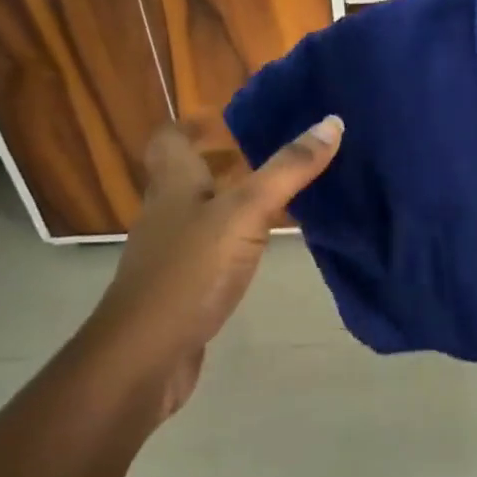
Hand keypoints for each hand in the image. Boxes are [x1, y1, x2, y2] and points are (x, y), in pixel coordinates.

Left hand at [90, 115, 342, 417]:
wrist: (144, 358)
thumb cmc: (190, 271)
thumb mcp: (245, 212)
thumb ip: (288, 169)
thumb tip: (332, 122)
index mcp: (173, 184)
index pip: (170, 138)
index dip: (194, 123)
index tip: (231, 118)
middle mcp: (166, 211)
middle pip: (188, 173)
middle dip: (223, 159)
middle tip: (270, 150)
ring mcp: (170, 252)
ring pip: (201, 211)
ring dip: (233, 198)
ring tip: (279, 192)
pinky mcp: (181, 286)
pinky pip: (210, 247)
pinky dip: (235, 237)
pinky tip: (263, 246)